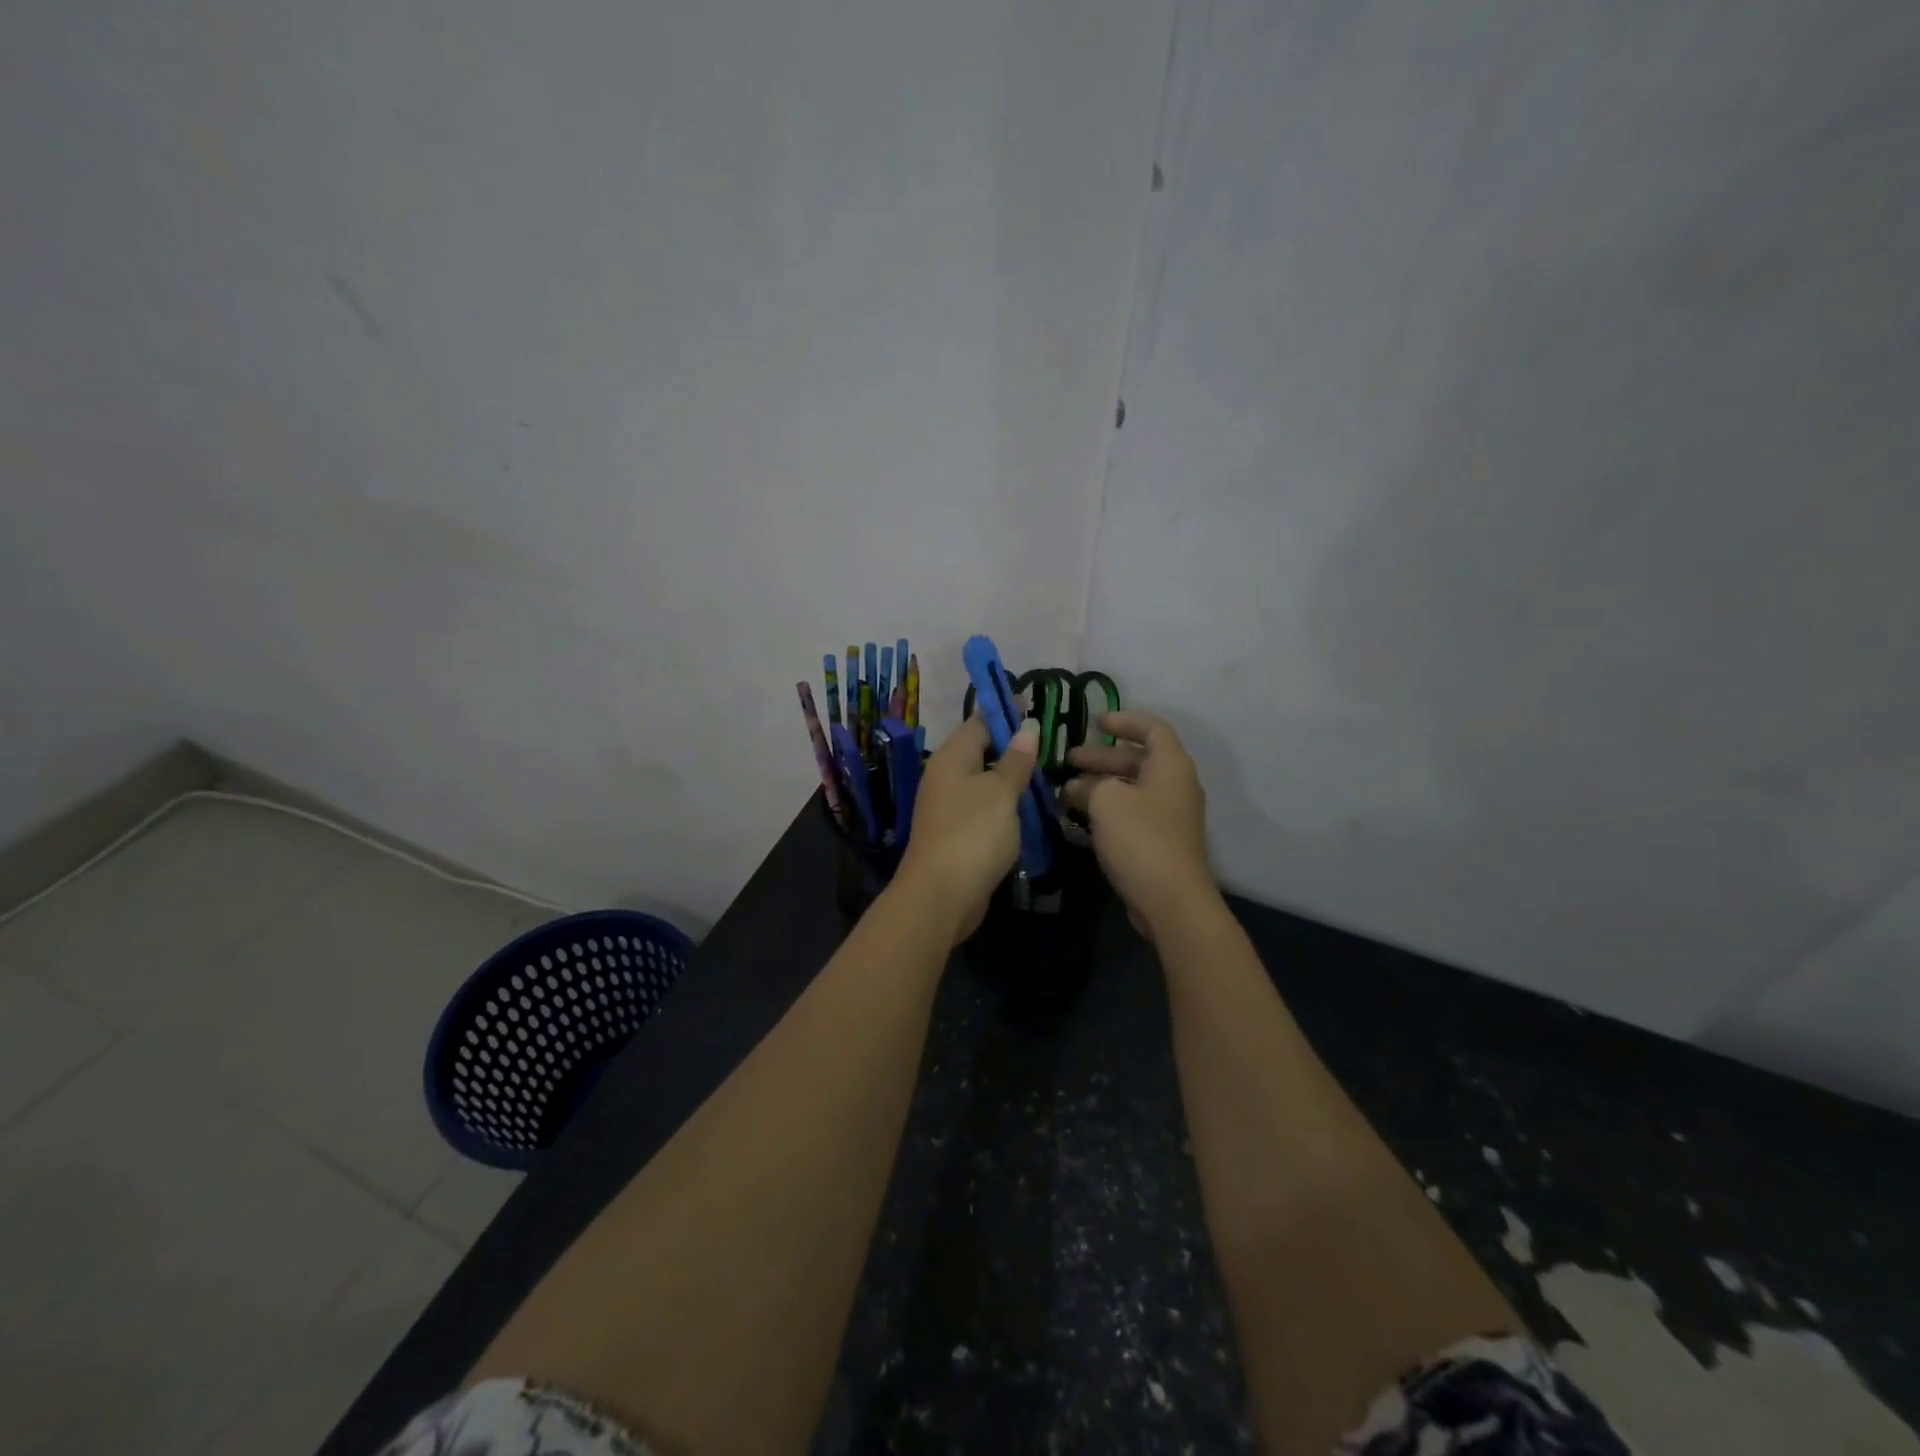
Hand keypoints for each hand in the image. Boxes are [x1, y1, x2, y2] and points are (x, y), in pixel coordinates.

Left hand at [896, 715, 1041, 943]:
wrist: (941, 896)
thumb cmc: (973, 833)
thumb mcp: (1001, 792)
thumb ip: (1016, 760)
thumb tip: (1026, 726)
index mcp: (952, 757)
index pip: (980, 721)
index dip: (1006, 711)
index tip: (1034, 703)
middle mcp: (946, 776)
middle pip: (981, 750)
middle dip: (1012, 744)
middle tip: (1049, 739)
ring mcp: (949, 806)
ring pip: (984, 780)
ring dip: (1011, 776)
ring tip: (1046, 771)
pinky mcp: (957, 833)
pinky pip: (984, 807)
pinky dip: (1005, 803)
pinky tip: (1027, 808)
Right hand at [1064, 711, 1216, 942]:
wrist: (1171, 900)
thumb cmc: (1141, 838)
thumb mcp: (1106, 801)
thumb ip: (1088, 785)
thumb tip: (1076, 786)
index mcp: (1171, 765)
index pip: (1152, 728)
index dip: (1124, 720)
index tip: (1095, 722)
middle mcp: (1176, 785)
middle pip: (1138, 759)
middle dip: (1101, 757)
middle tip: (1068, 761)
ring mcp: (1170, 815)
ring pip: (1132, 788)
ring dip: (1101, 785)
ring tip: (1066, 790)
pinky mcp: (1161, 840)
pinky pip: (1133, 812)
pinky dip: (1108, 808)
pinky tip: (1081, 817)